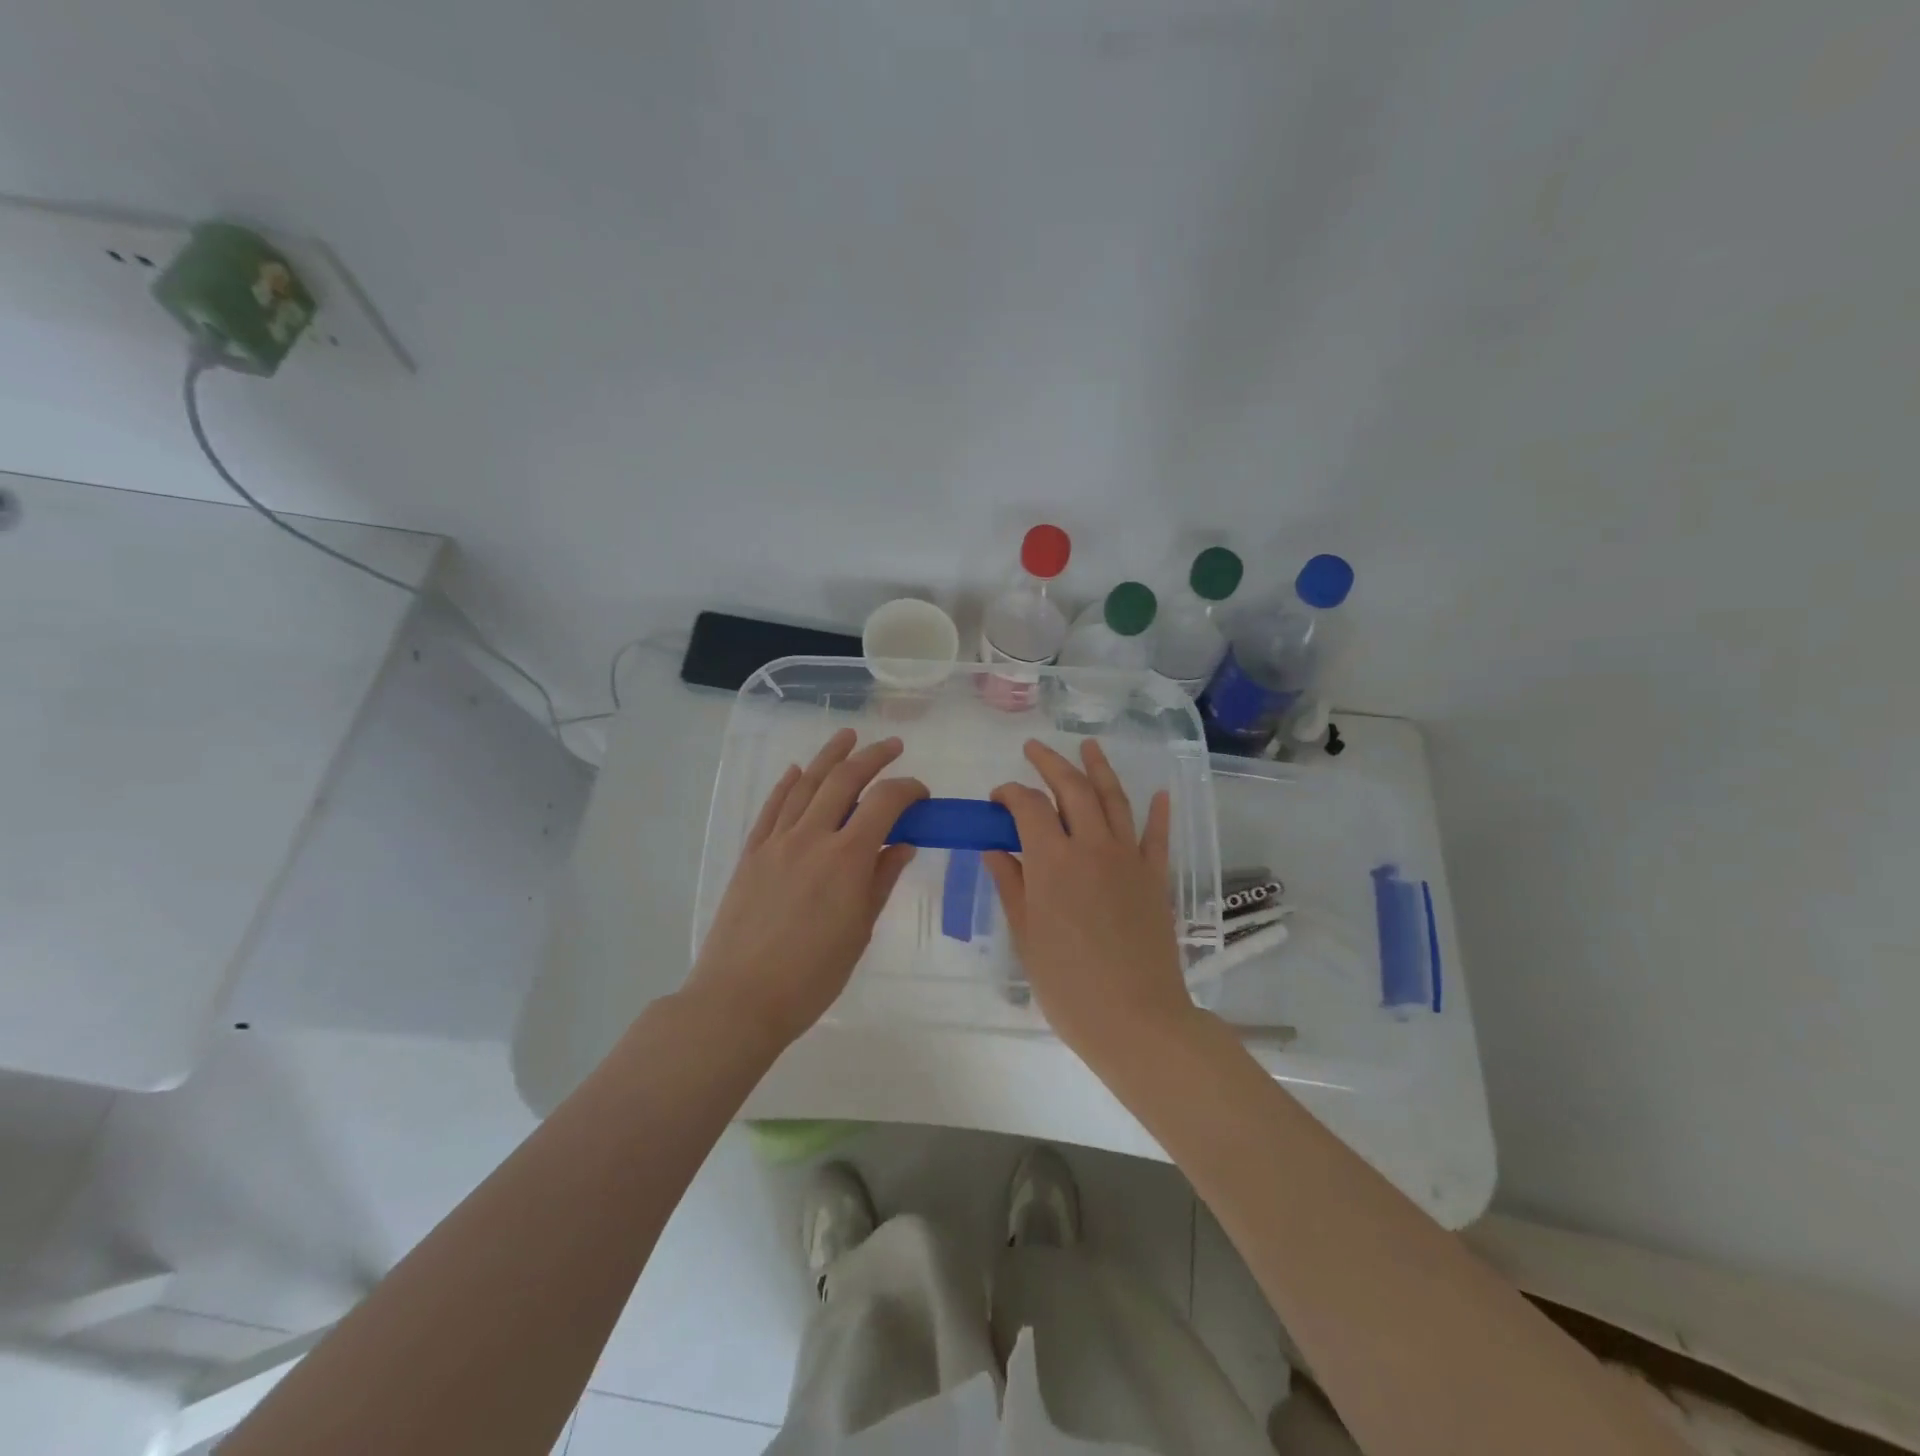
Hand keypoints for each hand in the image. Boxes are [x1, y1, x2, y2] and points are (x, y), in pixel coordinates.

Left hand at [685, 728, 926, 1048]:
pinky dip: (787, 784)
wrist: (739, 999)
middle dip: (872, 757)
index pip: (885, 803)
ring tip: (847, 736)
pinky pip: (772, 808)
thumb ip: (882, 881)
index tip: (921, 793)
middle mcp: (812, 837)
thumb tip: (904, 845)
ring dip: (829, 756)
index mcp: (847, 858)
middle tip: (892, 746)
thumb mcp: (859, 931)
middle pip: (844, 780)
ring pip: (805, 784)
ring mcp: (776, 842)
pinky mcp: (751, 853)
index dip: (907, 789)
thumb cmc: (811, 976)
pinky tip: (797, 771)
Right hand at [984, 740, 1197, 1061]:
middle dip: (1050, 763)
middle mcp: (1092, 846)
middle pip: (1072, 788)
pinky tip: (1158, 793)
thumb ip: (1011, 884)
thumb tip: (994, 848)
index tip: (997, 799)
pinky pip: (1157, 835)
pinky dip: (1157, 811)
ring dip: (1099, 769)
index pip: (1029, 806)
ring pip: (1114, 799)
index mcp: (1053, 860)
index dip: (1010, 794)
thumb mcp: (1026, 935)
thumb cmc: (1067, 983)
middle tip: (1034, 749)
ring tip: (1088, 745)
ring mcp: (1129, 858)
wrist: (1135, 1018)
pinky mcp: (1155, 877)